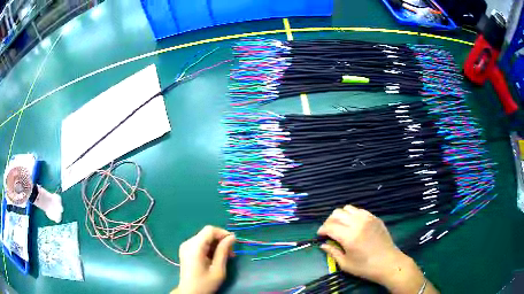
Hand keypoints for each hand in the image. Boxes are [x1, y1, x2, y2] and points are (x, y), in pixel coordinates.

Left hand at [173, 226, 235, 293]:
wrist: (190, 292)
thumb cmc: (205, 283)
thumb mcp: (218, 269)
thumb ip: (223, 251)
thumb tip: (232, 237)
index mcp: (194, 247)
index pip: (210, 230)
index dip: (223, 233)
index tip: (234, 243)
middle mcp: (188, 243)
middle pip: (207, 234)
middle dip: (221, 240)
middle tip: (232, 253)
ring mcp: (186, 246)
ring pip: (204, 238)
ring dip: (216, 245)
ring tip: (226, 257)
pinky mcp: (186, 251)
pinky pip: (200, 243)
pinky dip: (210, 248)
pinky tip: (216, 258)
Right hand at [318, 205, 437, 293]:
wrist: (389, 263)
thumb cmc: (366, 267)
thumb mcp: (346, 264)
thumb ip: (333, 252)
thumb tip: (323, 245)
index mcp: (349, 236)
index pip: (330, 226)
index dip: (322, 230)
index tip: (320, 235)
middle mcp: (358, 223)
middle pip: (337, 213)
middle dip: (329, 221)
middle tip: (328, 231)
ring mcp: (368, 218)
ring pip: (348, 208)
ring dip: (340, 216)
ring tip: (340, 226)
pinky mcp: (375, 218)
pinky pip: (359, 210)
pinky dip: (352, 215)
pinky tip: (353, 224)